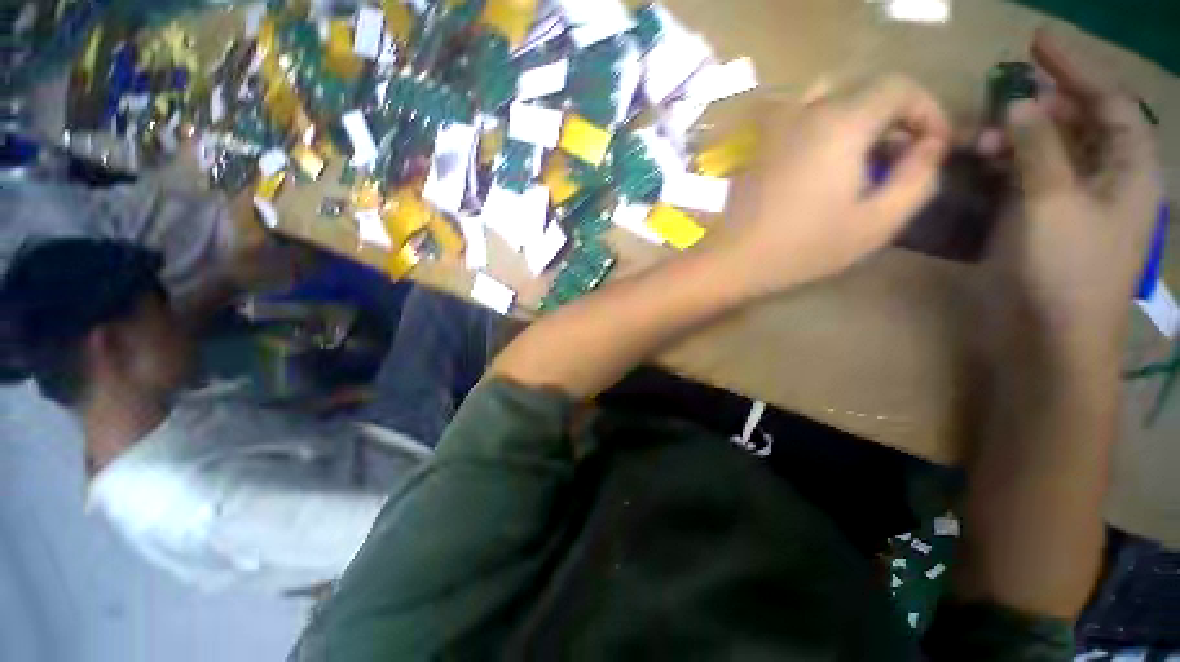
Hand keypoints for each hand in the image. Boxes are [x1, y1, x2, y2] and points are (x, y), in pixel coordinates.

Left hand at [709, 76, 950, 294]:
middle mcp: (806, 111)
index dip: (926, 109)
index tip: (933, 145)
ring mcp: (774, 127)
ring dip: (856, 118)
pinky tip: (822, 164)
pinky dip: (823, 126)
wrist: (732, 260)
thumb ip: (917, 178)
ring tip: (862, 157)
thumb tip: (930, 147)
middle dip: (893, 116)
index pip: (898, 86)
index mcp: (841, 122)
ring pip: (828, 98)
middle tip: (900, 156)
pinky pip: (798, 118)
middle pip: (863, 89)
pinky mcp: (756, 145)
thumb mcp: (875, 222)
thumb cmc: (802, 248)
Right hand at [989, 32, 1160, 348]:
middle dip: (1036, 110)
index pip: (1107, 101)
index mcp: (1128, 169)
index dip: (1075, 67)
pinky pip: (1025, 180)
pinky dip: (1003, 169)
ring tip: (977, 144)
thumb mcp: (1052, 201)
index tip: (1035, 42)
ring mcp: (1072, 203)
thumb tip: (1022, 102)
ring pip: (1046, 152)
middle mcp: (1105, 179)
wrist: (1048, 339)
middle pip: (1075, 124)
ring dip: (1014, 141)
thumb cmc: (1063, 272)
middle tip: (996, 108)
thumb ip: (1038, 147)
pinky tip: (979, 168)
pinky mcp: (1042, 224)